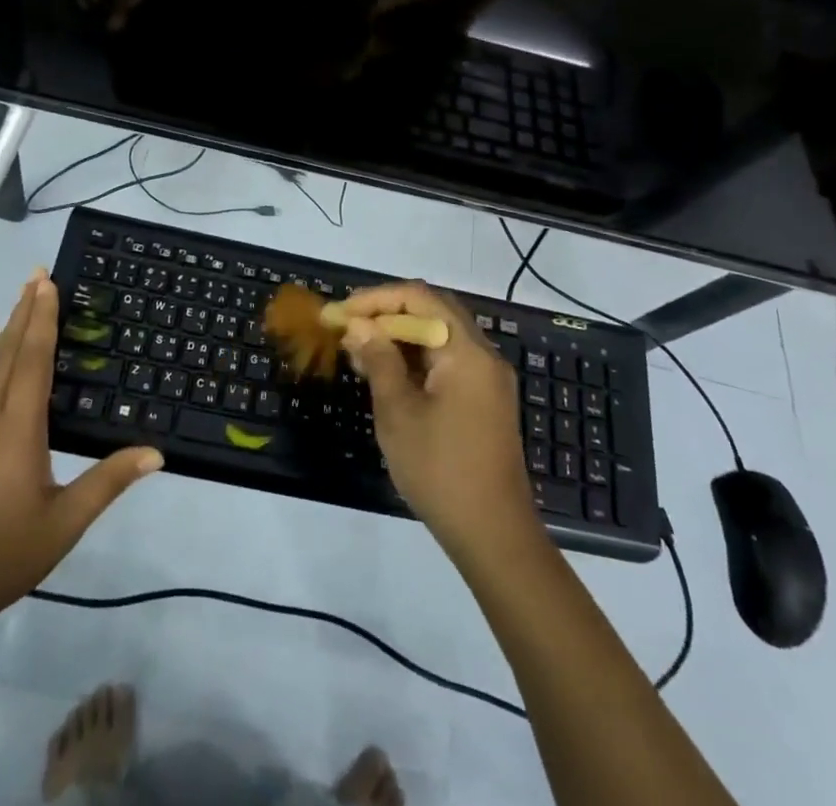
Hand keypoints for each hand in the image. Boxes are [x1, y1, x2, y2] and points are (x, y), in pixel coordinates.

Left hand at [0, 272, 163, 628]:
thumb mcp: (63, 523)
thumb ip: (108, 482)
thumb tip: (156, 453)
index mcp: (19, 428)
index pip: (34, 359)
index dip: (43, 318)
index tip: (48, 283)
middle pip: (9, 351)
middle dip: (26, 310)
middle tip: (36, 274)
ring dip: (0, 328)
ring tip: (12, 301)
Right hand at [336, 282, 539, 564]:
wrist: (494, 536)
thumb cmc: (440, 470)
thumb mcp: (398, 413)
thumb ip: (379, 360)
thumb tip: (359, 326)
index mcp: (466, 351)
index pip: (420, 298)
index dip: (376, 299)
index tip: (341, 312)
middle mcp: (483, 355)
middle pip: (433, 311)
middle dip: (387, 312)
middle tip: (349, 325)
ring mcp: (487, 379)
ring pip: (439, 336)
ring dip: (400, 336)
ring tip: (359, 350)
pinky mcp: (484, 401)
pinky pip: (447, 361)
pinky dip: (415, 358)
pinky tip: (386, 373)